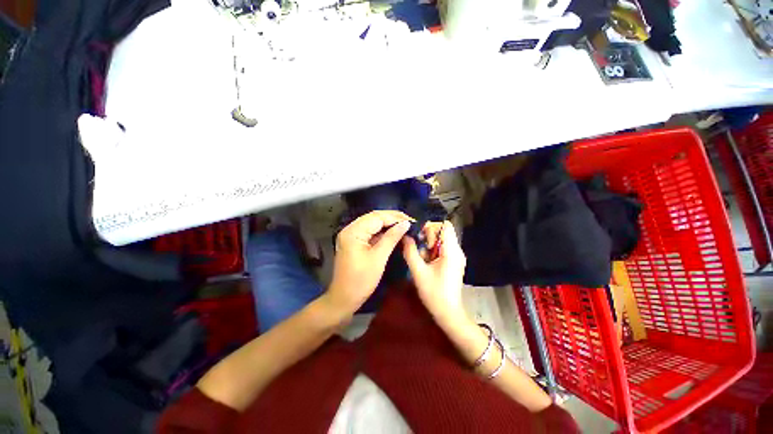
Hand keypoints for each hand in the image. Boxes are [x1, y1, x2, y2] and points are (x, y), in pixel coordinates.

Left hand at [326, 210, 411, 315]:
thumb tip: (406, 224)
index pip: (377, 217)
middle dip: (393, 218)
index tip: (412, 220)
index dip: (395, 217)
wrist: (344, 298)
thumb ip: (392, 238)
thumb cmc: (361, 280)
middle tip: (410, 222)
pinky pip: (370, 231)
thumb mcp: (378, 258)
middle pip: (374, 217)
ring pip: (373, 223)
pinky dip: (382, 231)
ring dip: (388, 224)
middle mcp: (350, 229)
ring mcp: (351, 234)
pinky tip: (393, 232)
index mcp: (353, 231)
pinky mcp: (354, 241)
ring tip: (405, 226)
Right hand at [402, 220, 467, 326]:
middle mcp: (457, 251)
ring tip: (422, 257)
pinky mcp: (454, 262)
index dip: (430, 227)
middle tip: (419, 248)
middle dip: (428, 236)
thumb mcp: (418, 272)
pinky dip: (433, 251)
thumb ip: (410, 252)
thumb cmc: (434, 293)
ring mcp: (457, 256)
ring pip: (442, 240)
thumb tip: (405, 236)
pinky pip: (443, 248)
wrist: (448, 313)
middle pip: (443, 231)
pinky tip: (427, 262)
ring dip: (429, 244)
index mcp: (451, 251)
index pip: (444, 226)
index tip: (419, 237)